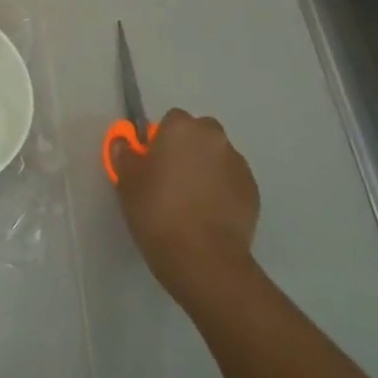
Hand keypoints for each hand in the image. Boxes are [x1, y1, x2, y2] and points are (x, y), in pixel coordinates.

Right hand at [114, 109, 260, 306]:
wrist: (202, 256)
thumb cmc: (156, 211)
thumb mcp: (126, 181)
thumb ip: (124, 154)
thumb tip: (125, 143)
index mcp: (182, 129)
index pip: (171, 120)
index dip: (160, 139)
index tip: (151, 162)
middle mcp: (215, 138)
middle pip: (199, 134)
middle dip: (187, 149)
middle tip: (169, 178)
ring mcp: (238, 164)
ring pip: (217, 157)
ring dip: (205, 169)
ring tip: (189, 201)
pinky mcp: (253, 191)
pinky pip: (231, 181)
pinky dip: (220, 190)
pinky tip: (206, 214)